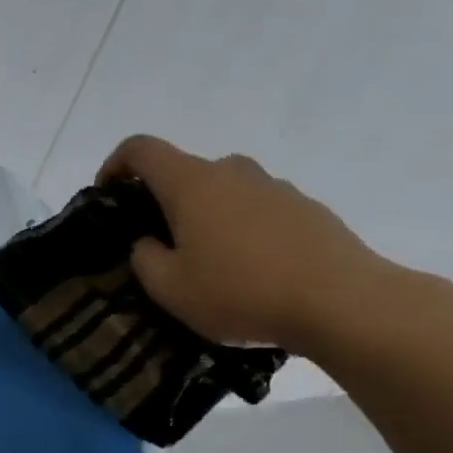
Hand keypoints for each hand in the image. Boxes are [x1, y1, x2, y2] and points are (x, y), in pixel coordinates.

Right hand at [98, 135, 397, 354]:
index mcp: (191, 183)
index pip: (140, 149)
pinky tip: (252, 272)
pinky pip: (259, 210)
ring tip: (210, 263)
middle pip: (185, 172)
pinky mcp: (307, 208)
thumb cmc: (241, 291)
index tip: (108, 193)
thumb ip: (144, 258)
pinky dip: (244, 230)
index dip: (115, 164)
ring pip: (224, 191)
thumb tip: (149, 242)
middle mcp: (232, 171)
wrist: (343, 303)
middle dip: (164, 201)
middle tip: (161, 244)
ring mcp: (274, 187)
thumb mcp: (169, 288)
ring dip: (207, 216)